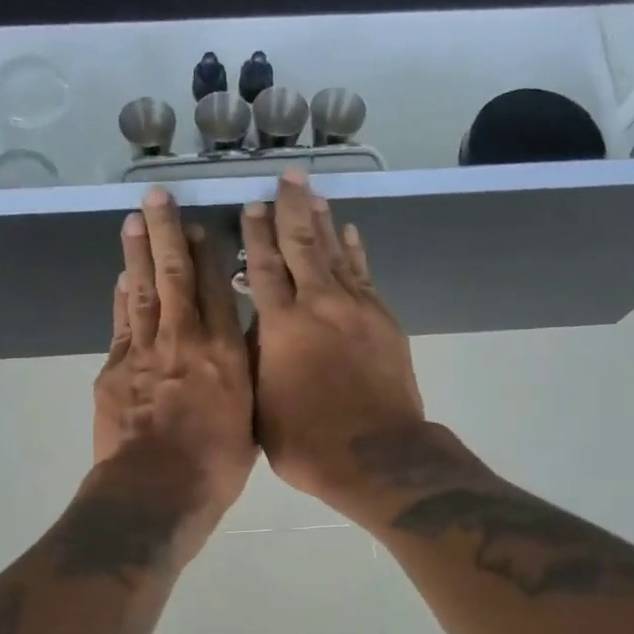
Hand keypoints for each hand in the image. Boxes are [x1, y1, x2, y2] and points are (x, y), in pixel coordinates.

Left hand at [93, 189, 256, 544]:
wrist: (156, 493)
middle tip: (158, 198)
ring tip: (135, 221)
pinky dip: (122, 298)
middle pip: (175, 277)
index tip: (204, 224)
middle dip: (168, 234)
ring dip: (138, 253)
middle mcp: (185, 341)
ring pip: (141, 291)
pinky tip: (122, 279)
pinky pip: (121, 323)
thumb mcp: (249, 422)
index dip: (209, 253)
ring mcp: (144, 352)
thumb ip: (244, 379)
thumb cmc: (214, 467)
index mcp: (225, 355)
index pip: (217, 290)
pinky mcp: (115, 370)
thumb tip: (242, 351)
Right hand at [241, 171, 424, 508]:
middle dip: (290, 209)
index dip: (255, 235)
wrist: (377, 455)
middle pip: (301, 245)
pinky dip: (354, 251)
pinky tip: (349, 233)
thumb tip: (255, 330)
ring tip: (313, 193)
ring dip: (323, 220)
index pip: (264, 267)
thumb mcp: (260, 406)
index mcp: (282, 326)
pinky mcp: (382, 320)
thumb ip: (255, 361)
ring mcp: (355, 309)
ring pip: (335, 252)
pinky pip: (364, 274)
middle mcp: (318, 305)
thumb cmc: (308, 441)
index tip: (250, 207)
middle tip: (285, 178)